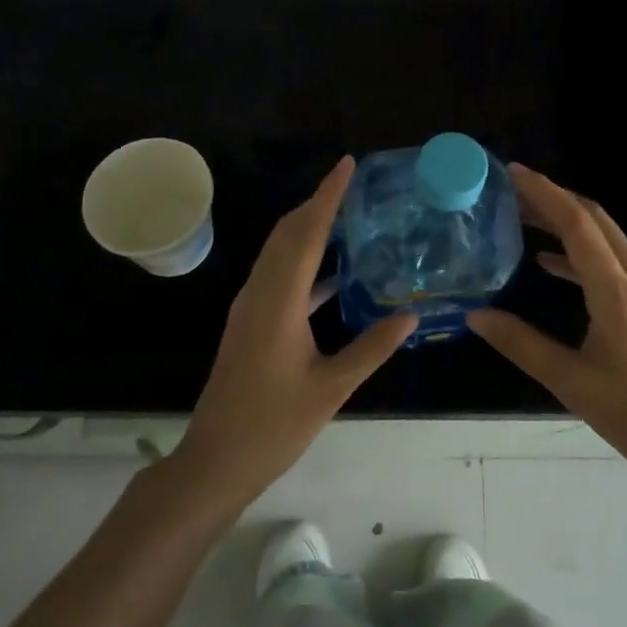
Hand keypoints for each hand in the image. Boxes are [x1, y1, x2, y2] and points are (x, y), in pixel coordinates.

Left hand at [172, 156, 414, 515]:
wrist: (215, 461)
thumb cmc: (273, 425)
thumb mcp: (331, 388)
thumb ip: (372, 347)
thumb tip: (411, 315)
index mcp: (279, 300)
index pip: (307, 233)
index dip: (327, 195)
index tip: (347, 164)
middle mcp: (260, 292)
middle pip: (288, 232)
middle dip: (318, 203)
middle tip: (354, 186)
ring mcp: (250, 306)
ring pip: (279, 251)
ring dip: (309, 228)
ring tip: (347, 217)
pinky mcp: (250, 321)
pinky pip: (278, 274)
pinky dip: (303, 259)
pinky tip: (333, 272)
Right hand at [469, 164, 626, 491]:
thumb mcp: (571, 383)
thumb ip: (521, 344)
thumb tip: (476, 315)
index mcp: (619, 294)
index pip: (579, 226)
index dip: (545, 193)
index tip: (513, 172)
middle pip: (596, 221)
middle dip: (555, 199)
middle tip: (513, 191)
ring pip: (607, 239)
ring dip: (568, 223)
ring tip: (526, 218)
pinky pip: (614, 263)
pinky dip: (581, 253)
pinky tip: (552, 264)